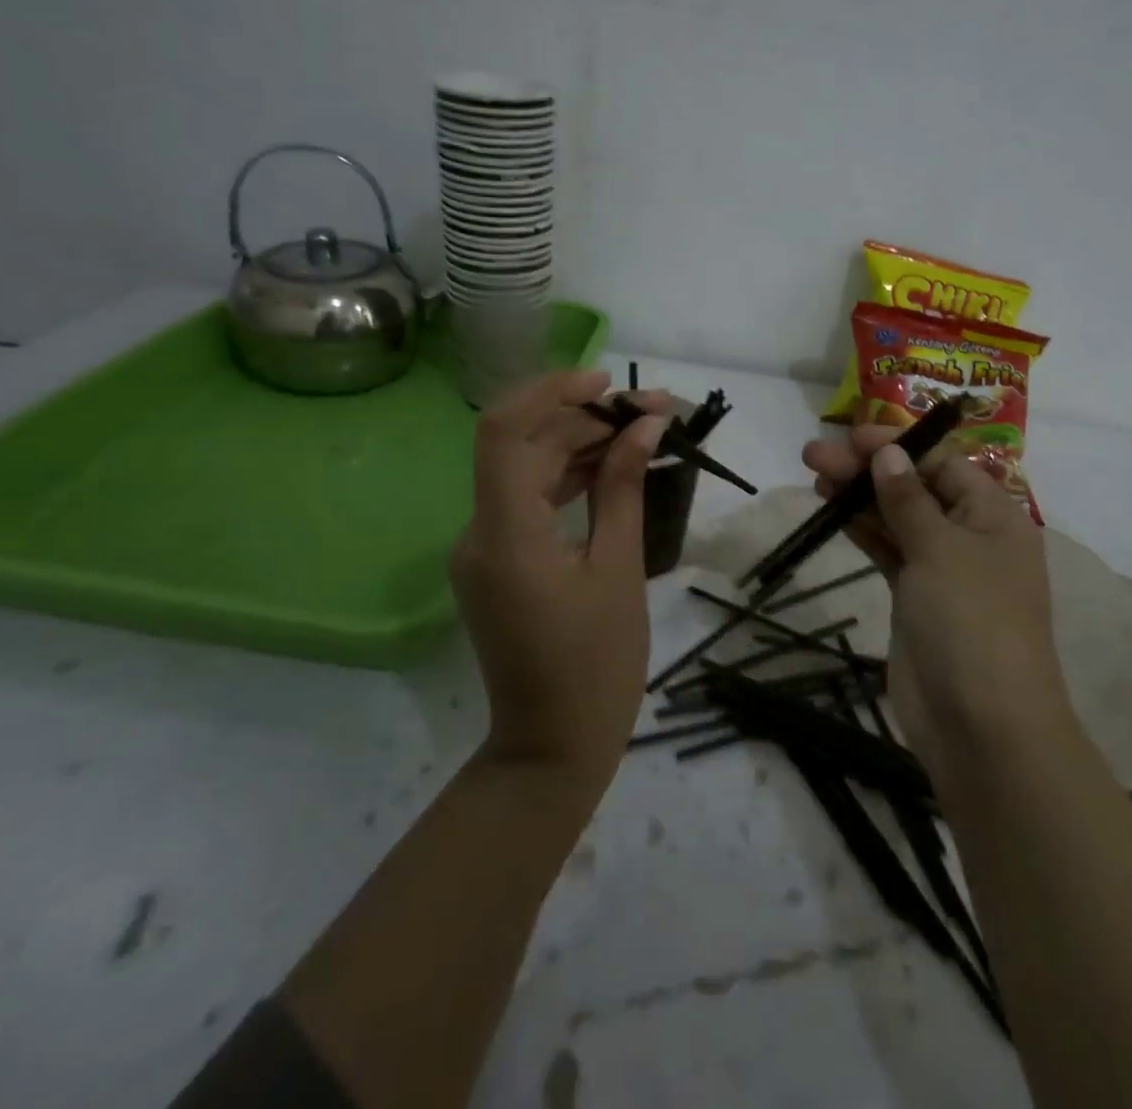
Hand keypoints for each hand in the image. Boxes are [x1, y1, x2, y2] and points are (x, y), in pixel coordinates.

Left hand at [450, 370, 668, 779]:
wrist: (551, 746)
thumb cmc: (597, 665)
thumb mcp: (619, 570)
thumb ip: (624, 489)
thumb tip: (643, 427)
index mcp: (505, 535)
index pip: (504, 431)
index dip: (551, 392)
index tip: (608, 384)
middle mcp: (479, 532)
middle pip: (522, 446)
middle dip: (585, 418)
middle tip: (653, 413)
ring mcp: (483, 547)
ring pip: (526, 470)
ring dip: (580, 445)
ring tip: (643, 433)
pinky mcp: (497, 561)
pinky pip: (529, 501)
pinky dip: (569, 478)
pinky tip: (614, 468)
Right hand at [801, 428, 1064, 767]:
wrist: (981, 727)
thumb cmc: (971, 623)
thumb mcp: (941, 550)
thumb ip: (908, 499)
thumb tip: (890, 453)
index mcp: (994, 516)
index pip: (942, 463)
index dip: (898, 446)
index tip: (850, 437)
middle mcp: (970, 535)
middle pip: (914, 487)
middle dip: (867, 469)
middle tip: (814, 456)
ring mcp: (942, 569)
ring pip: (896, 518)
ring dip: (859, 497)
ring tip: (814, 477)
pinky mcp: (915, 598)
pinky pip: (888, 551)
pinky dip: (862, 530)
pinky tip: (832, 513)